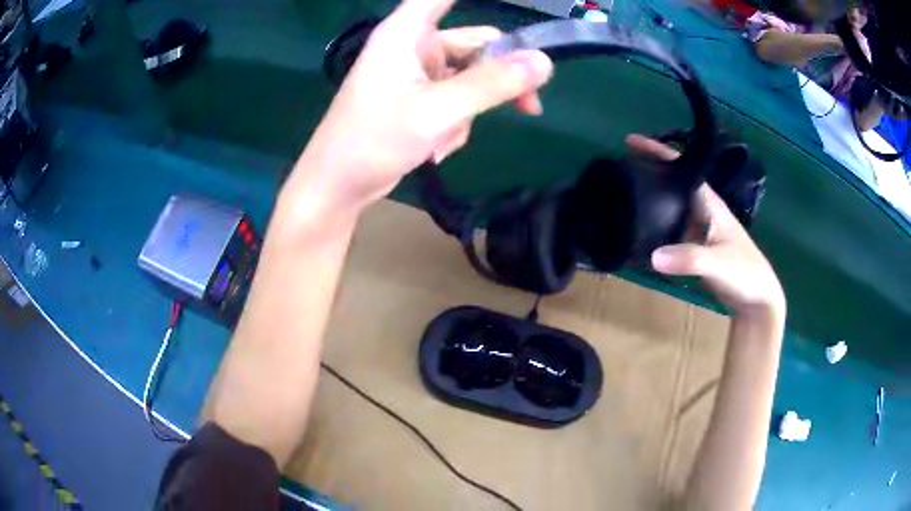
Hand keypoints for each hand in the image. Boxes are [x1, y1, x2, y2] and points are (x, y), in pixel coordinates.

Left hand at [285, 0, 552, 214]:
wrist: (337, 186)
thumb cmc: (374, 140)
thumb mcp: (437, 110)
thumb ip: (492, 84)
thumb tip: (545, 62)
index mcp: (407, 32)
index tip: (520, 7)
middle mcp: (413, 45)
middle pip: (475, 44)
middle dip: (498, 77)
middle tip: (527, 106)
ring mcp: (415, 72)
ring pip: (470, 77)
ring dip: (471, 109)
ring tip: (446, 138)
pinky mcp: (417, 97)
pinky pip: (455, 98)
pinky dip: (455, 121)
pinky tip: (436, 146)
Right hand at [626, 135, 786, 321]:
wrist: (757, 298)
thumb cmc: (745, 273)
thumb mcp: (719, 264)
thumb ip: (689, 259)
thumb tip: (653, 256)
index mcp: (709, 203)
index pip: (682, 169)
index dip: (658, 152)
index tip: (630, 141)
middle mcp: (702, 210)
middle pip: (673, 182)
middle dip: (649, 169)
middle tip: (618, 167)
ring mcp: (699, 228)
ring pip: (670, 204)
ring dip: (650, 195)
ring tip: (621, 192)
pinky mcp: (695, 246)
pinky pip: (670, 226)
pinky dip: (654, 222)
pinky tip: (638, 228)